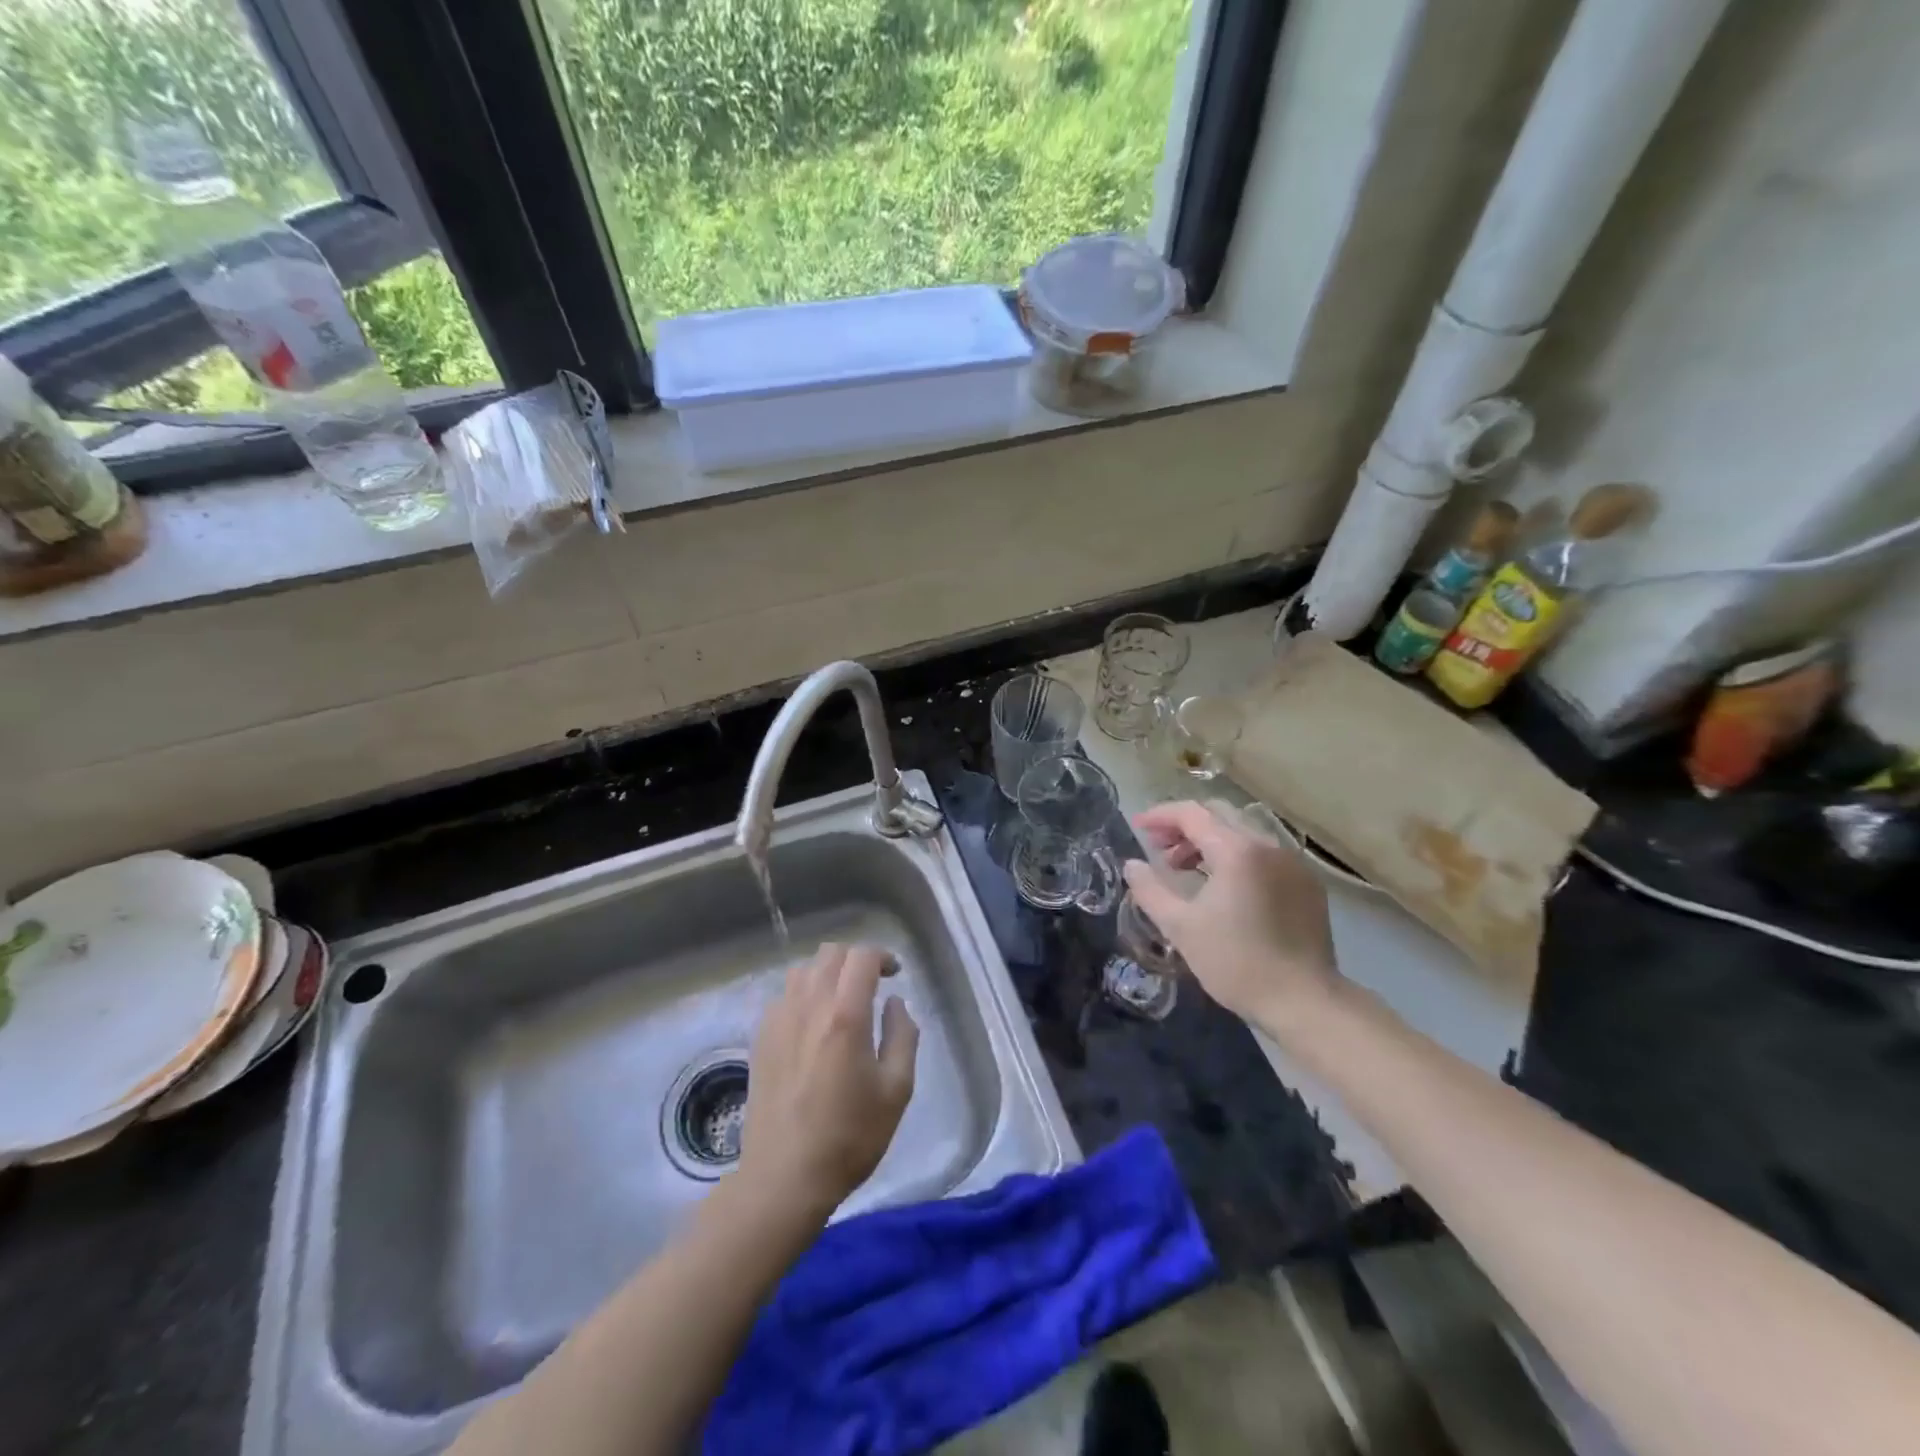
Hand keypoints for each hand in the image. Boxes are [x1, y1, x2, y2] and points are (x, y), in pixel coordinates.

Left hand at [739, 942, 918, 1219]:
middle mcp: (809, 1005)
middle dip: (855, 960)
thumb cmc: (850, 1136)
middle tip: (871, 984)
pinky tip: (813, 1024)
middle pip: (831, 953)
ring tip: (841, 1000)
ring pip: (803, 970)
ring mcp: (779, 1019)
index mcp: (846, 1015)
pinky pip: (784, 995)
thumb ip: (903, 1035)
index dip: (882, 956)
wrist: (784, 1177)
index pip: (862, 956)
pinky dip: (803, 994)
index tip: (895, 974)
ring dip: (827, 973)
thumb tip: (894, 1003)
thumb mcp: (896, 1090)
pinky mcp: (761, 1037)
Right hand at [1122, 801, 1340, 1033]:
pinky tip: (1224, 886)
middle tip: (1159, 848)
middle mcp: (1268, 846)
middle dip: (1184, 826)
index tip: (1137, 827)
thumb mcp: (1180, 927)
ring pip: (1243, 833)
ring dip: (1210, 841)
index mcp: (1237, 851)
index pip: (1192, 814)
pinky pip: (1264, 854)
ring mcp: (1293, 863)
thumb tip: (1132, 864)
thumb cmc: (1236, 963)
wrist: (1304, 1001)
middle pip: (1219, 815)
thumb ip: (1150, 889)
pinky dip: (1236, 856)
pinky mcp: (1307, 884)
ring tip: (1187, 869)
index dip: (1160, 815)